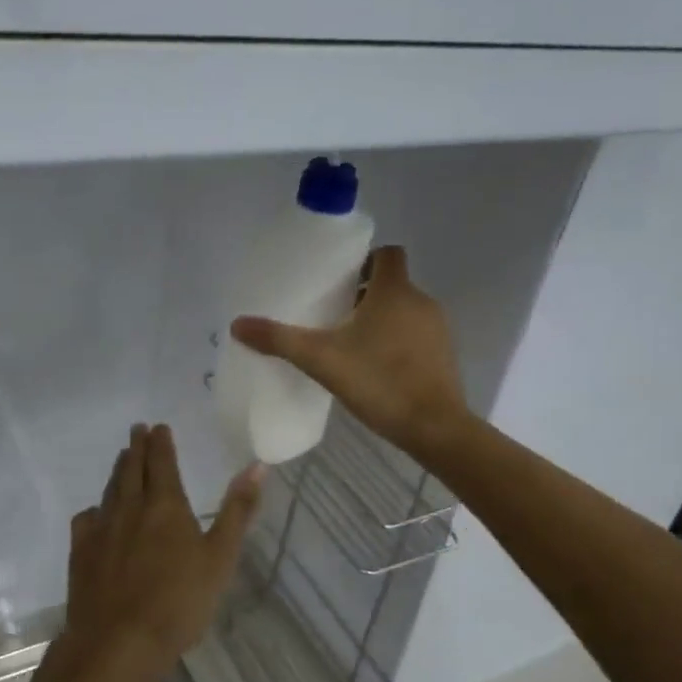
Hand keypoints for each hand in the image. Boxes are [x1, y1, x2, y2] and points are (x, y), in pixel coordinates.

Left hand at [49, 424, 263, 681]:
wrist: (117, 643)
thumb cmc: (178, 602)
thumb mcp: (220, 557)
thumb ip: (238, 510)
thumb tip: (256, 466)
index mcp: (165, 504)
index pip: (161, 462)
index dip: (161, 442)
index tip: (158, 426)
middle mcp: (130, 507)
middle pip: (132, 468)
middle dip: (137, 447)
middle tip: (137, 430)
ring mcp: (101, 529)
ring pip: (110, 489)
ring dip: (118, 471)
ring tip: (123, 459)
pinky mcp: (81, 552)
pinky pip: (87, 519)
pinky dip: (96, 509)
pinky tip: (97, 514)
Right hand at [231, 245, 469, 459]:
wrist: (435, 428)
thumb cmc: (379, 381)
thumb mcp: (321, 359)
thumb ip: (279, 339)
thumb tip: (237, 324)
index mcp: (394, 291)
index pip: (386, 253)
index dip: (363, 260)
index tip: (338, 279)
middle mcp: (420, 301)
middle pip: (391, 283)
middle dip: (363, 293)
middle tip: (332, 313)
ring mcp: (438, 329)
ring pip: (404, 310)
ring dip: (380, 318)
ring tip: (349, 341)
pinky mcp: (444, 355)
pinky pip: (416, 334)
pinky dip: (396, 340)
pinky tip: (374, 366)